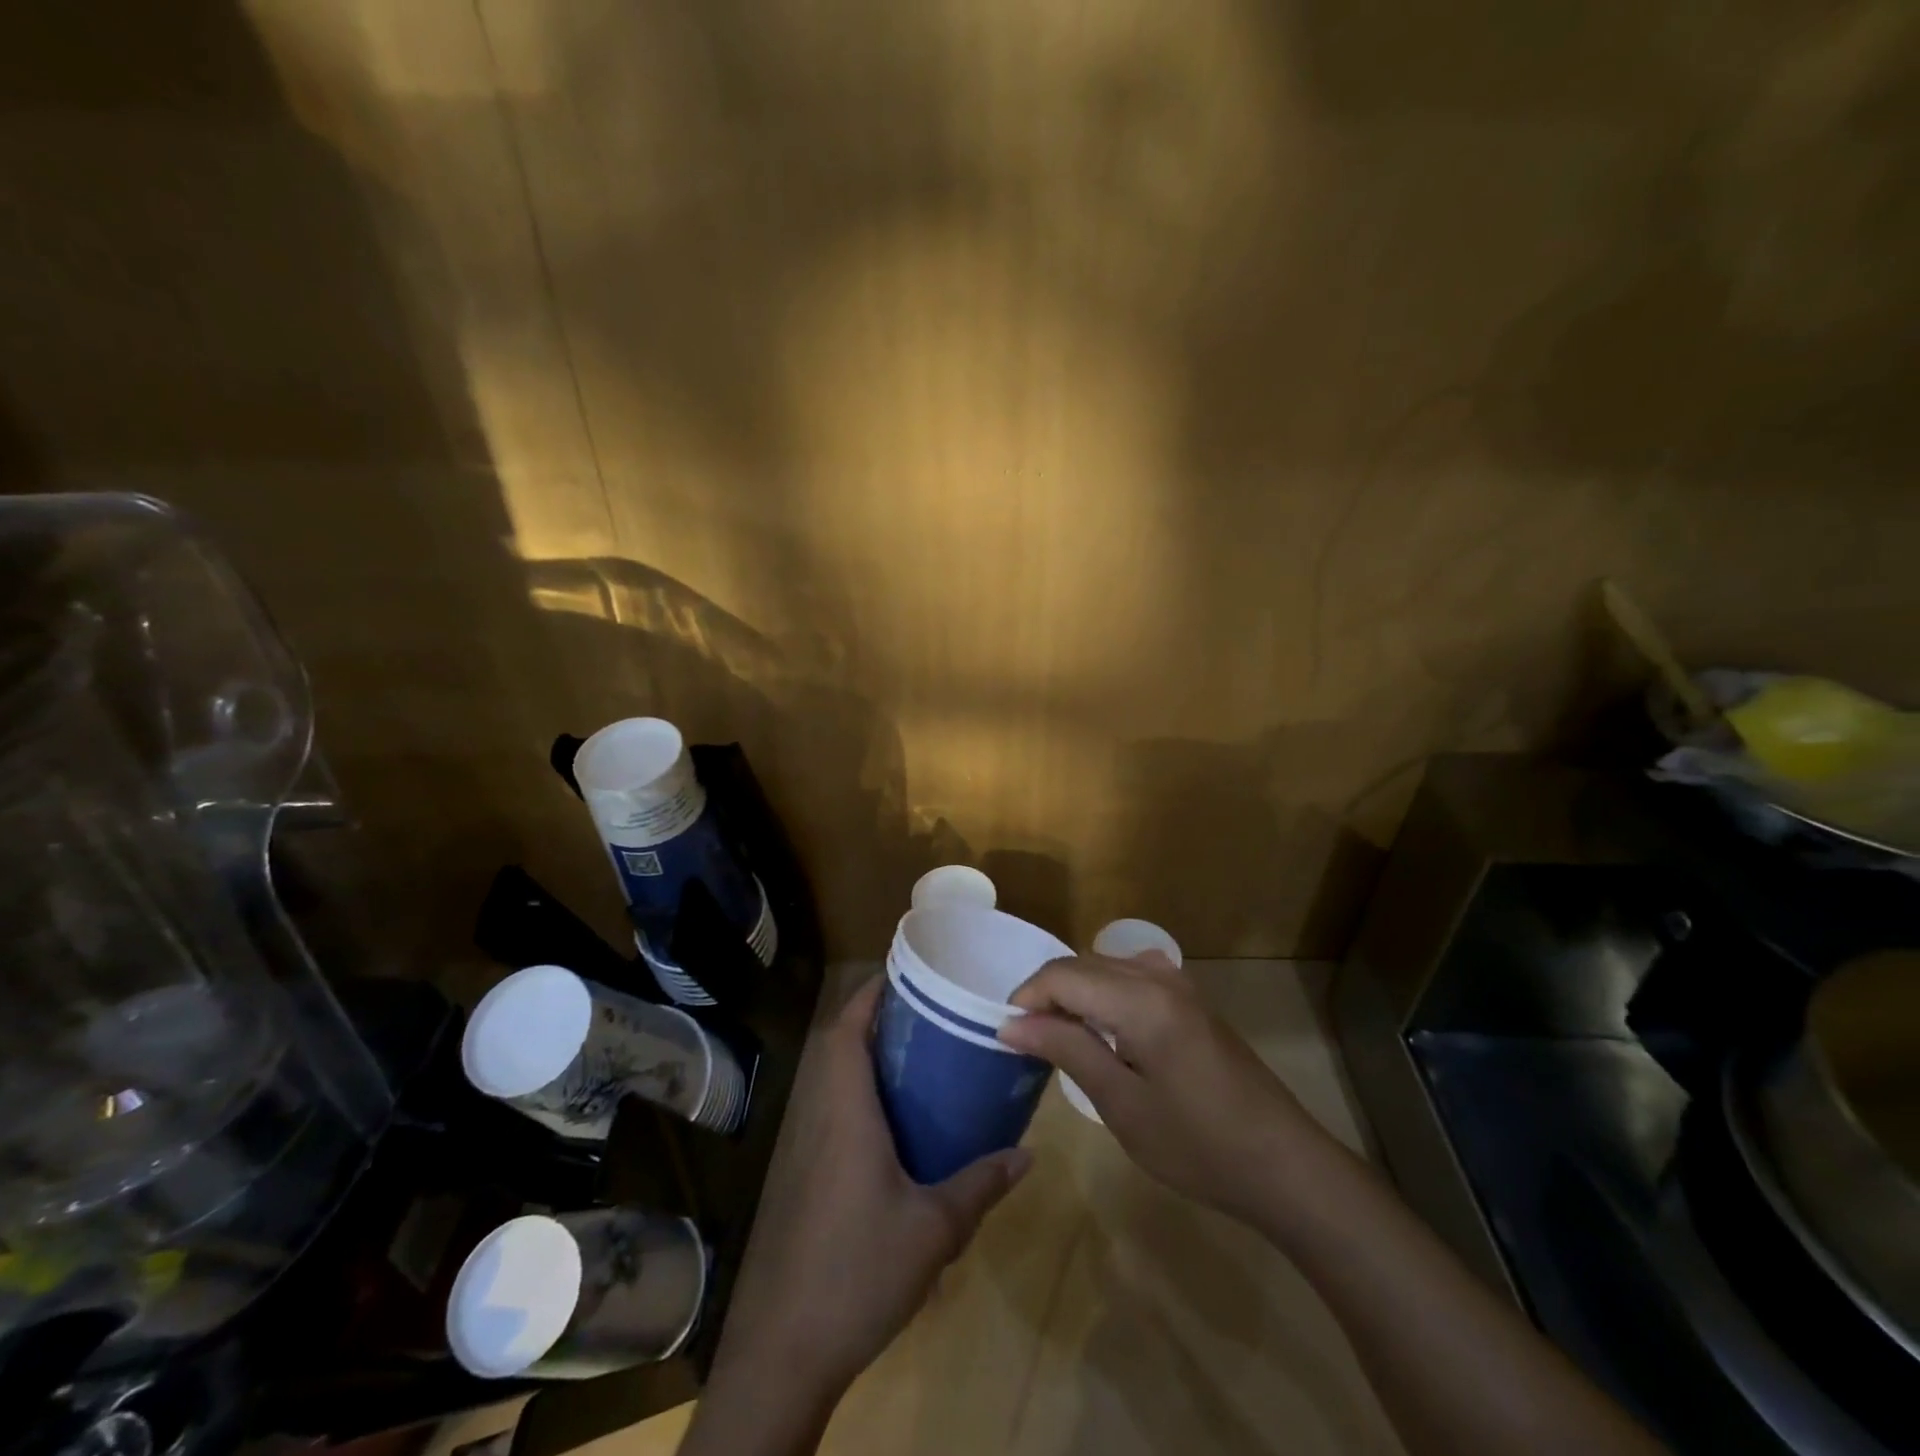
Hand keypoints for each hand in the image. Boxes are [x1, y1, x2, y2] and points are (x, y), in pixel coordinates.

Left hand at [707, 976, 1030, 1407]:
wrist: (789, 1348)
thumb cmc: (860, 1270)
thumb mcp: (934, 1229)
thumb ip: (980, 1185)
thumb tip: (1027, 1154)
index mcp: (846, 1113)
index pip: (847, 1031)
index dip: (869, 995)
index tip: (904, 974)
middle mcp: (822, 1118)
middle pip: (840, 1048)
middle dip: (877, 1021)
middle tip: (928, 1013)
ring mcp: (810, 1149)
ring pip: (835, 1081)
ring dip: (869, 1058)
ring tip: (922, 1055)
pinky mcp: (809, 1177)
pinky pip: (835, 1113)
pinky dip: (863, 1096)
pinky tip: (900, 1123)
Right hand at [998, 953, 1320, 1223]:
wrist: (1284, 1165)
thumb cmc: (1198, 1144)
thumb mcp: (1122, 1104)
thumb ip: (1067, 1050)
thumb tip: (1011, 1023)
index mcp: (1140, 999)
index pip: (1062, 974)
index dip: (1026, 997)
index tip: (1005, 1034)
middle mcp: (1158, 976)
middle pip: (1082, 963)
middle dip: (1047, 993)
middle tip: (1027, 1039)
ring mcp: (1180, 984)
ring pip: (1106, 965)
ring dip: (1075, 991)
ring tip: (1058, 1036)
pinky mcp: (1191, 1000)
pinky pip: (1131, 976)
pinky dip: (1104, 993)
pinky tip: (1103, 1029)